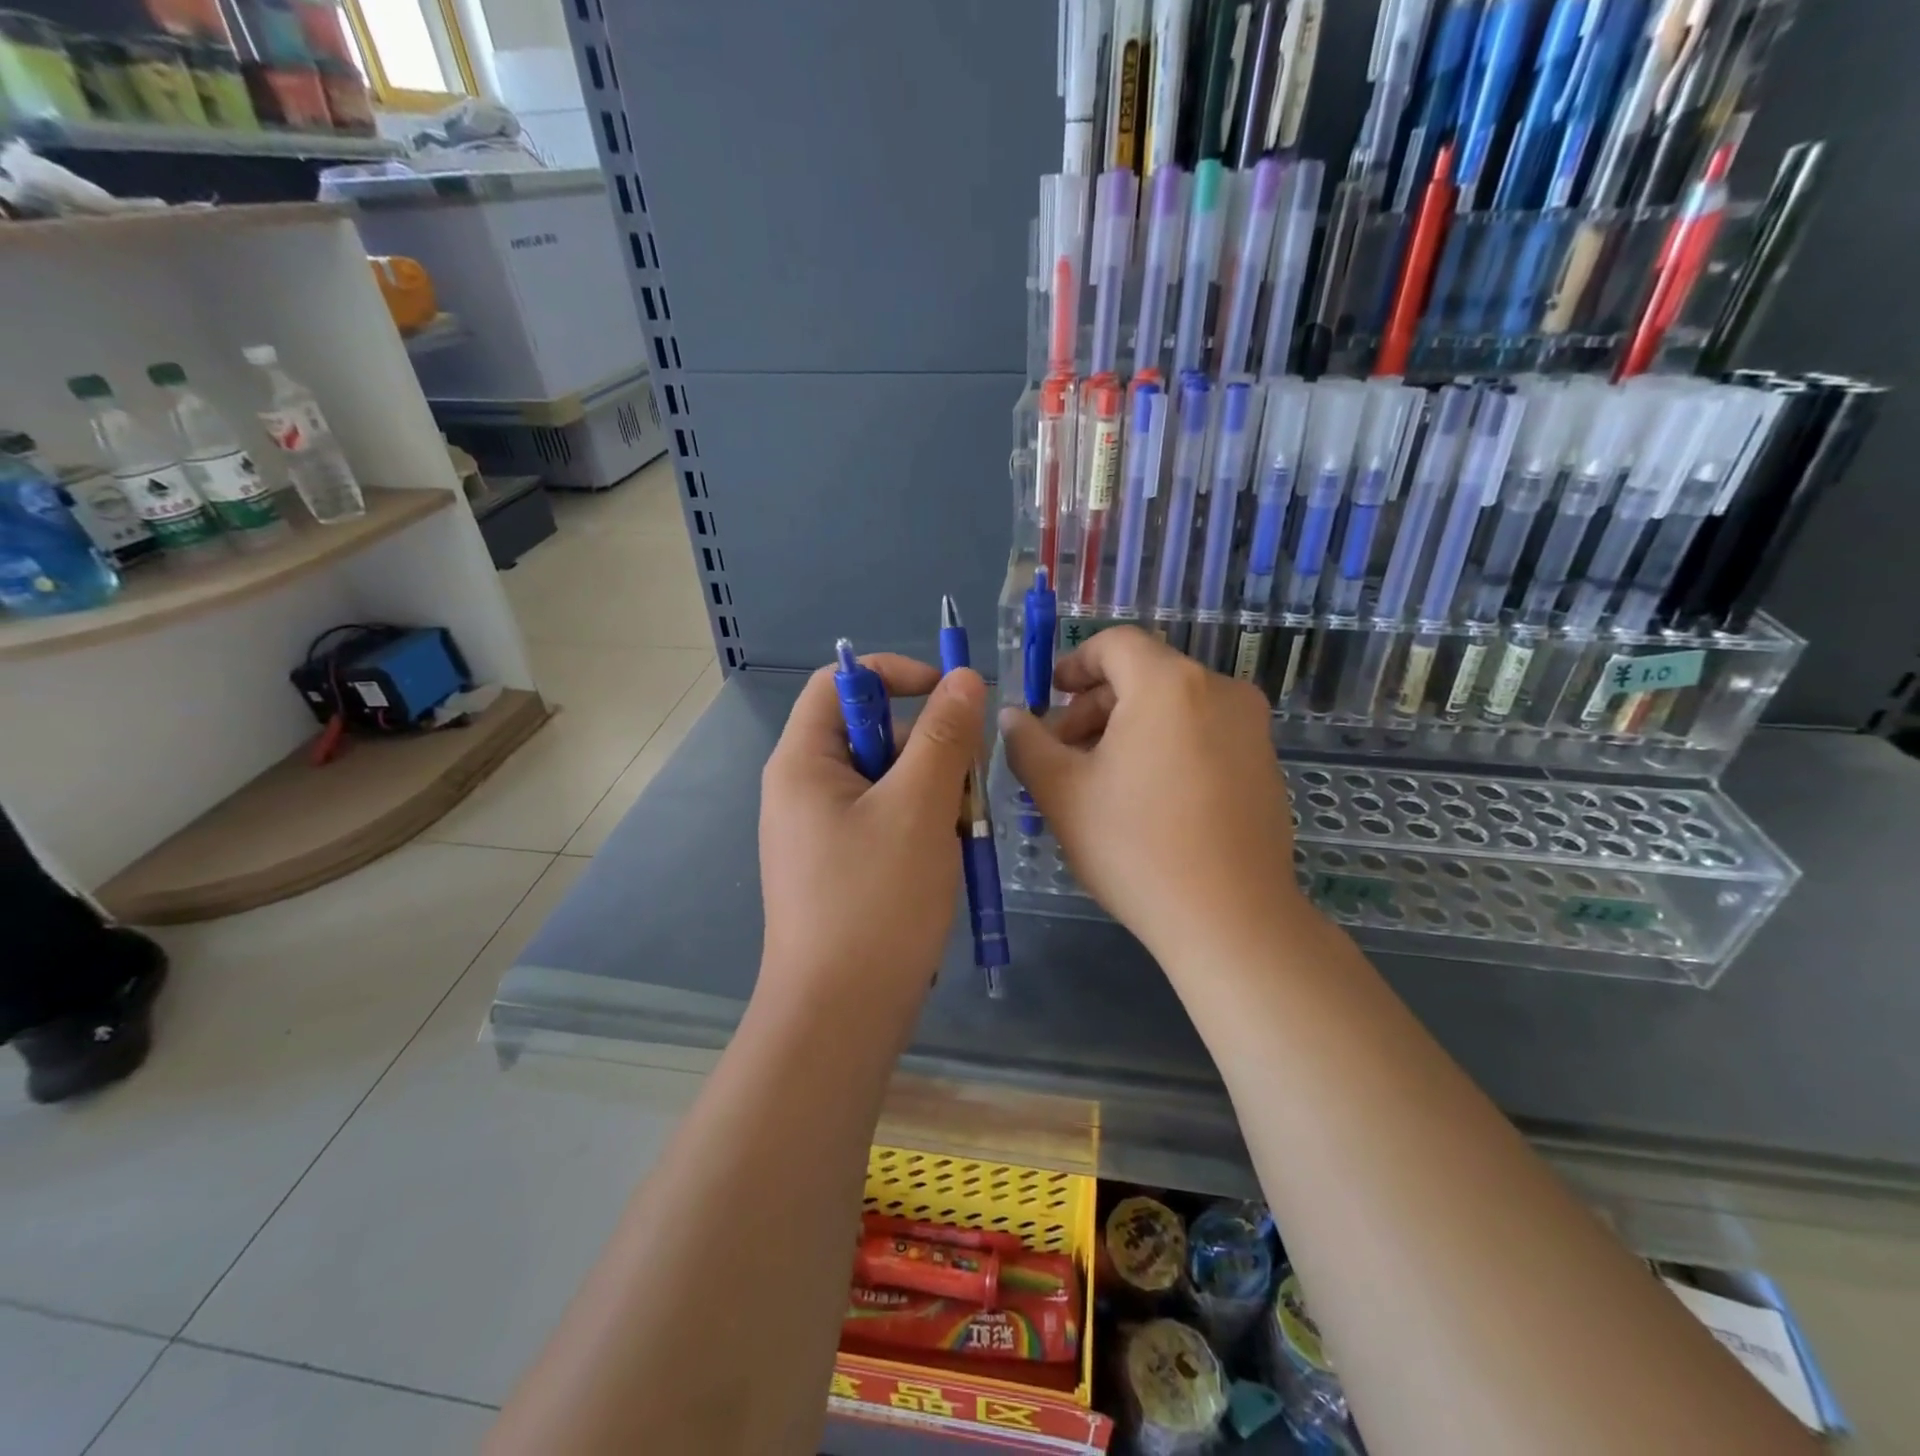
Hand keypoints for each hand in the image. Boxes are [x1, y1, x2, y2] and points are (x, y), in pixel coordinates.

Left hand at [759, 654, 984, 1014]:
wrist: (840, 1018)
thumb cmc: (875, 901)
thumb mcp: (919, 808)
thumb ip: (944, 736)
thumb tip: (963, 678)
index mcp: (803, 762)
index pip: (841, 683)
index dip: (896, 674)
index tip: (951, 696)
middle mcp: (803, 790)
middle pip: (872, 734)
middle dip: (928, 750)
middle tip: (967, 788)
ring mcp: (821, 832)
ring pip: (888, 782)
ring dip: (932, 795)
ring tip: (958, 837)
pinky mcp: (840, 867)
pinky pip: (886, 822)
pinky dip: (921, 829)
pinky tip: (945, 861)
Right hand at [999, 628, 1302, 962]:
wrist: (1231, 920)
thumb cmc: (1135, 846)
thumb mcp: (1062, 792)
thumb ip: (1027, 743)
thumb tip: (1011, 716)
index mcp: (1169, 684)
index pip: (1115, 644)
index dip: (1074, 663)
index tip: (1049, 698)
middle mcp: (1219, 690)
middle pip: (1144, 675)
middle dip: (1094, 706)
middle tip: (1061, 752)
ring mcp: (1251, 728)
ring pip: (1174, 706)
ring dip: (1127, 728)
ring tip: (1097, 779)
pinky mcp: (1265, 764)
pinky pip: (1203, 733)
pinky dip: (1165, 745)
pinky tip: (1145, 797)